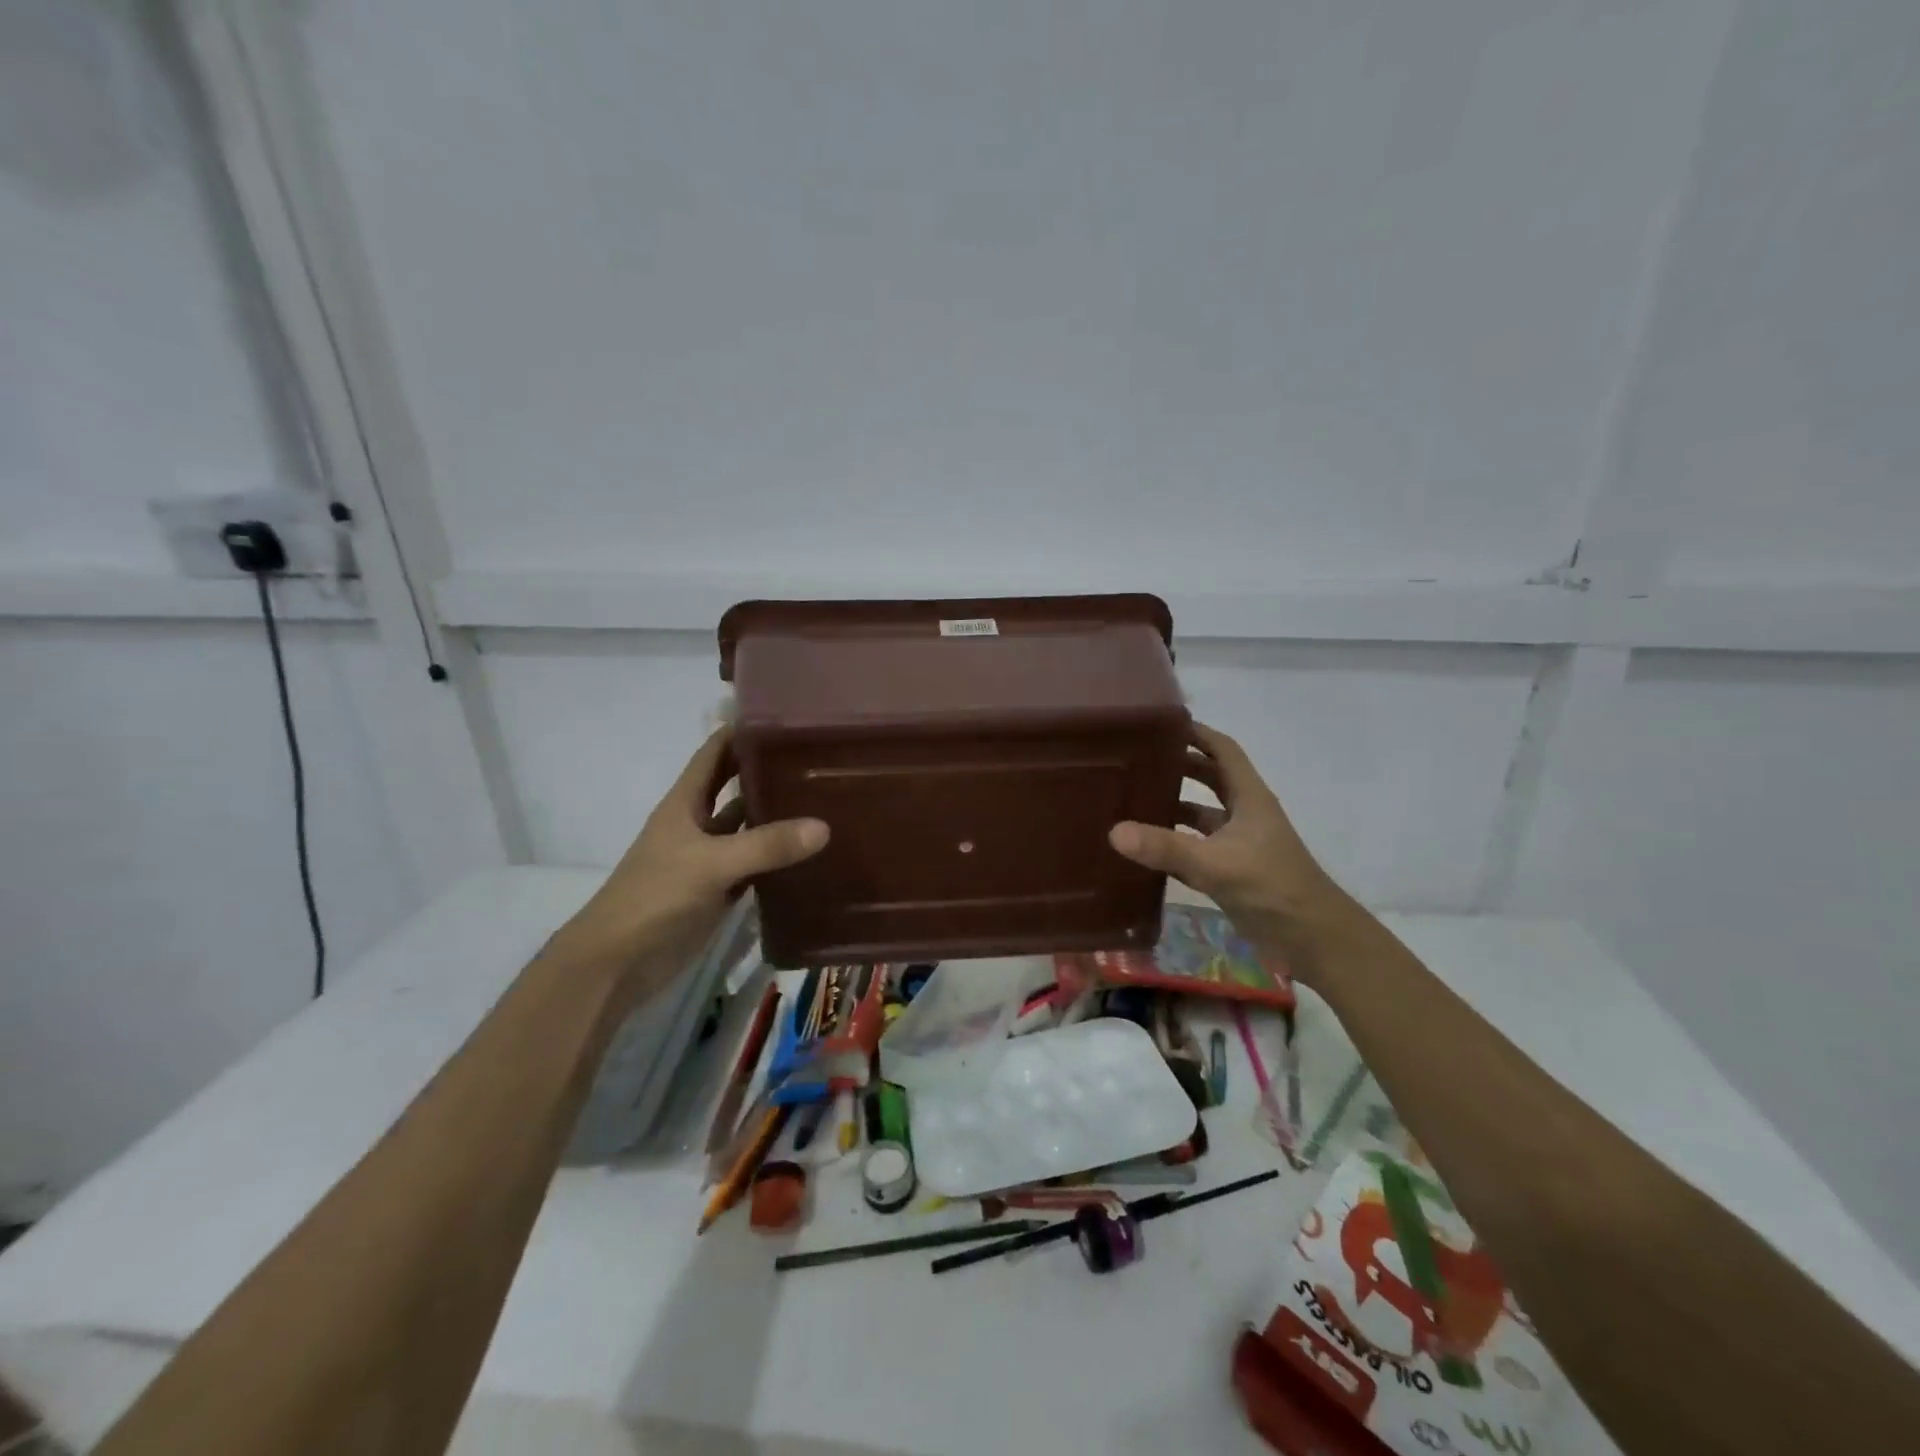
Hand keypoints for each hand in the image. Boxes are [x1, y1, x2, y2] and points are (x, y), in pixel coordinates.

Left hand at [552, 728, 827, 996]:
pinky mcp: (719, 889)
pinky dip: (778, 857)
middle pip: (735, 786)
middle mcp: (697, 823)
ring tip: (824, 798)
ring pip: (748, 827)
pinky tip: (811, 851)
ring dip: (777, 815)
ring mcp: (709, 858)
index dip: (742, 731)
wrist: (618, 962)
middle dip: (768, 770)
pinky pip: (755, 864)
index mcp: (685, 802)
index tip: (785, 717)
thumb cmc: (655, 896)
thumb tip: (824, 826)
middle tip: (817, 756)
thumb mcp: (711, 864)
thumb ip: (766, 845)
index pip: (714, 753)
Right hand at [1108, 722, 1357, 984]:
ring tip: (1130, 799)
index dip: (1196, 733)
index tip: (1159, 724)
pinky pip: (1195, 847)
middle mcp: (1243, 813)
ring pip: (1200, 814)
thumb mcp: (1216, 864)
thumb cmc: (1272, 887)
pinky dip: (1172, 843)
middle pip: (1209, 777)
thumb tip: (1114, 831)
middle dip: (1177, 765)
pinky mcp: (1230, 871)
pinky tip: (1143, 847)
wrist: (1312, 940)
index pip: (1222, 750)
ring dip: (1172, 804)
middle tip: (1135, 759)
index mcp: (1249, 797)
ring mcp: (1237, 843)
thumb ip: (1166, 848)